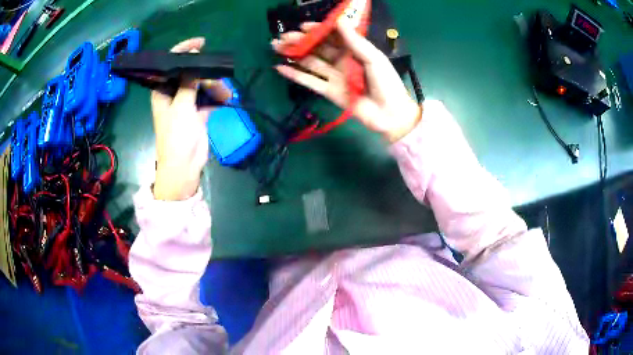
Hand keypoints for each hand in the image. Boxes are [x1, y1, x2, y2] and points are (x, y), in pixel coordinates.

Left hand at [151, 38, 225, 200]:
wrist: (184, 166)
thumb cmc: (177, 136)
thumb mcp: (181, 105)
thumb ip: (189, 80)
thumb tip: (195, 55)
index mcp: (162, 91)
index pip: (171, 64)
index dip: (184, 51)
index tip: (202, 44)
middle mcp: (173, 94)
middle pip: (190, 74)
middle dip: (205, 75)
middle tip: (217, 79)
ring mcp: (186, 104)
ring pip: (202, 86)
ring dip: (215, 88)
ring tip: (225, 95)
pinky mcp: (197, 113)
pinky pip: (209, 99)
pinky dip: (217, 99)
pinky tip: (225, 100)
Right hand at [272, 21, 421, 142]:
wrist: (390, 114)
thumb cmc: (387, 83)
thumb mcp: (374, 58)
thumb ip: (355, 41)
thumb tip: (338, 20)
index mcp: (354, 50)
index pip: (332, 36)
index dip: (317, 30)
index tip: (303, 26)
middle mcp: (342, 61)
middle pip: (318, 48)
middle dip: (300, 41)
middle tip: (282, 37)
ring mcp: (334, 76)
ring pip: (310, 62)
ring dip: (294, 55)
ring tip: (276, 47)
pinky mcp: (329, 92)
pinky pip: (310, 81)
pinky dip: (295, 75)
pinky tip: (280, 68)